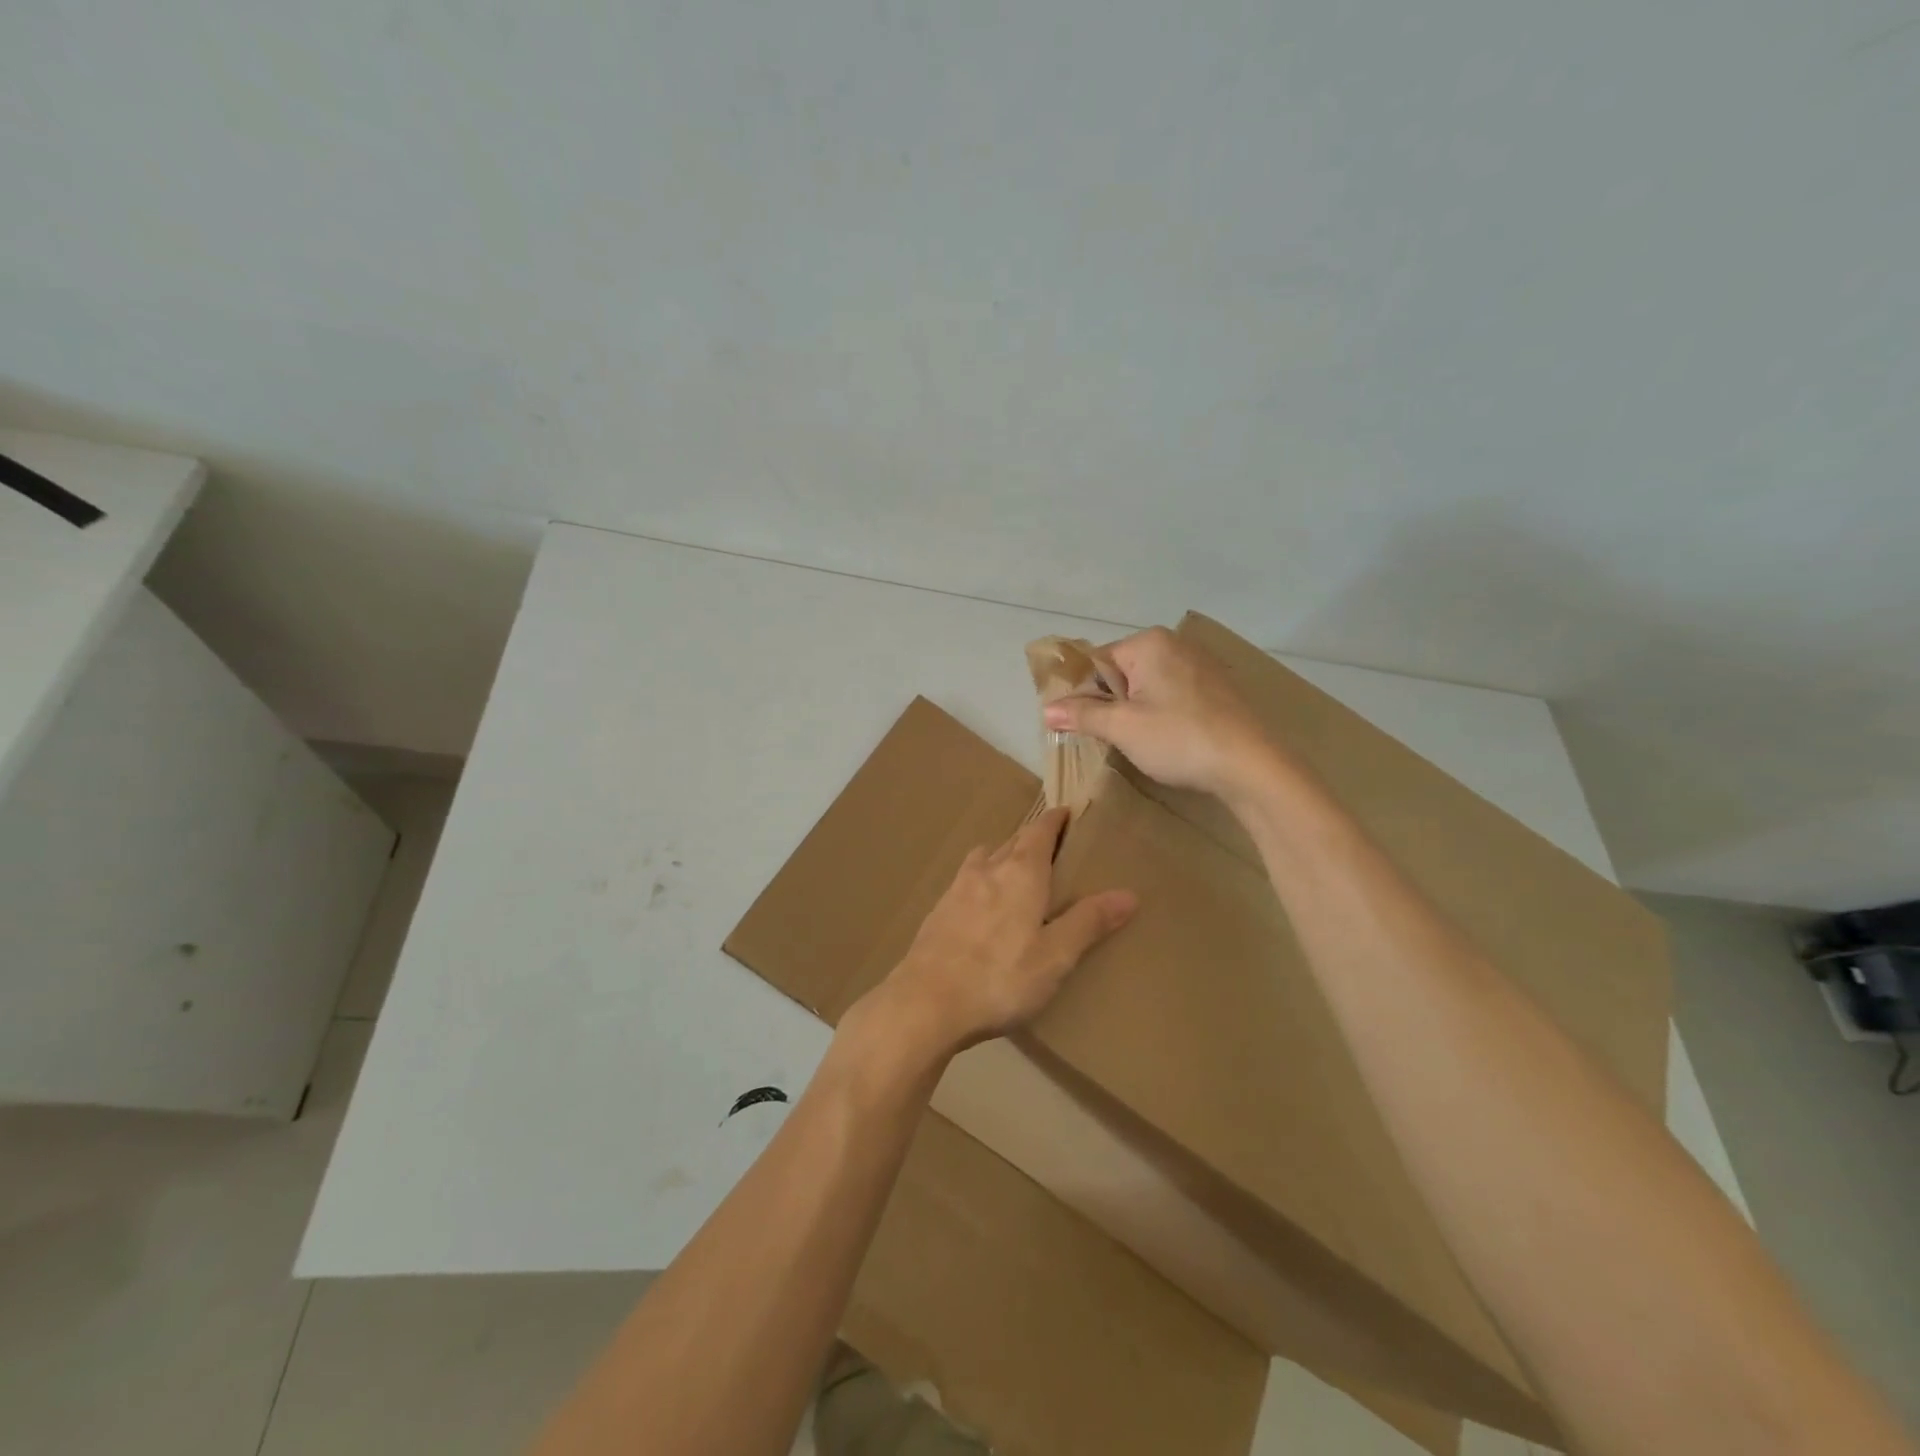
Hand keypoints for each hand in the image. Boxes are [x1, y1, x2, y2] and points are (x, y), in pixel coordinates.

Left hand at [864, 807, 1135, 1055]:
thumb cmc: (1000, 977)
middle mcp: (987, 870)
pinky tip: (982, 905)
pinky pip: (965, 881)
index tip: (1066, 812)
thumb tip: (1129, 893)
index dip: (1055, 820)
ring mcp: (956, 888)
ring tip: (1015, 871)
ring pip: (984, 858)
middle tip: (1051, 845)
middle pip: (1012, 840)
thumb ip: (1089, 922)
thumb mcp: (1055, 955)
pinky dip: (981, 880)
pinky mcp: (937, 911)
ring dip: (1002, 855)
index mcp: (1020, 873)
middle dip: (1031, 837)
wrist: (925, 1002)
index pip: (1040, 831)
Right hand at [1042, 626, 1275, 802]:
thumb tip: (1046, 709)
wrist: (1252, 765)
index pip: (1097, 662)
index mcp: (1149, 643)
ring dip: (1136, 712)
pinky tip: (1169, 740)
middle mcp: (1175, 644)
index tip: (1080, 725)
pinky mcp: (1218, 689)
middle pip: (1122, 672)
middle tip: (1110, 737)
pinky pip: (1174, 696)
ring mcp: (1201, 665)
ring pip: (1148, 686)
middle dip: (1111, 703)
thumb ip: (1082, 714)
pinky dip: (1163, 715)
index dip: (1083, 694)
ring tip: (1138, 742)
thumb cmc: (1180, 738)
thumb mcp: (1122, 727)